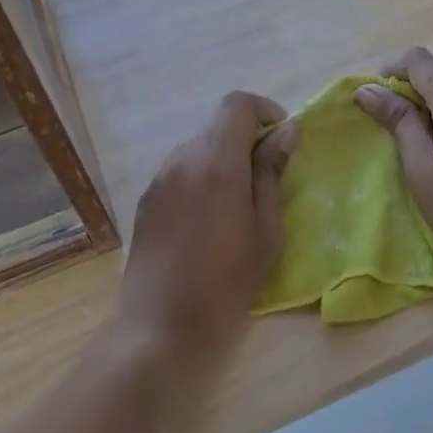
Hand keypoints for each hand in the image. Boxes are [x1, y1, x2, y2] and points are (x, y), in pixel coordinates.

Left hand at [114, 91, 296, 385]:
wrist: (161, 328)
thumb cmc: (226, 285)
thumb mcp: (265, 231)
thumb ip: (272, 174)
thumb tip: (286, 132)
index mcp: (216, 164)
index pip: (237, 104)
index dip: (265, 110)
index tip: (282, 139)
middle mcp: (182, 160)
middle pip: (217, 125)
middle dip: (247, 138)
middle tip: (267, 177)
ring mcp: (159, 179)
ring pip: (198, 147)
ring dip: (223, 158)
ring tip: (238, 202)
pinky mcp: (146, 200)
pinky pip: (180, 171)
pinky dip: (201, 176)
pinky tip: (208, 218)